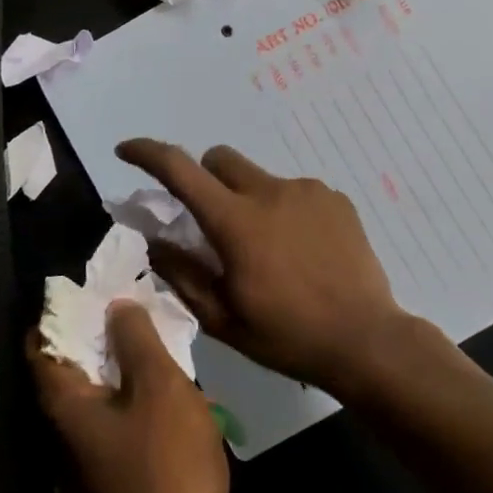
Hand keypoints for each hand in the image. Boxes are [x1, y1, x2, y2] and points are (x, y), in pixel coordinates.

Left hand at [28, 301, 247, 492]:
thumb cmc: (166, 465)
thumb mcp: (157, 386)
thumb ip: (136, 340)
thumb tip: (115, 306)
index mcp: (67, 404)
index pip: (42, 345)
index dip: (60, 311)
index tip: (88, 285)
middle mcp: (74, 427)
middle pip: (76, 365)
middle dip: (101, 330)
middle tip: (130, 296)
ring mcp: (102, 452)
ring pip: (108, 390)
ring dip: (130, 361)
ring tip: (157, 326)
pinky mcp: (132, 470)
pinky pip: (133, 416)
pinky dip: (148, 392)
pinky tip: (178, 376)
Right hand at [117, 138, 414, 395]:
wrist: (366, 341)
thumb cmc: (287, 335)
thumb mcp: (222, 318)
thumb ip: (182, 273)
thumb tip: (154, 242)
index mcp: (236, 221)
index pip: (179, 169)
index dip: (146, 153)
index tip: (126, 151)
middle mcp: (269, 191)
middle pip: (220, 159)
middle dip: (204, 179)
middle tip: (210, 221)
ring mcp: (307, 191)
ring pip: (258, 177)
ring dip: (247, 199)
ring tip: (267, 248)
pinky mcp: (335, 199)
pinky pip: (294, 191)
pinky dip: (283, 210)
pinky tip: (300, 250)